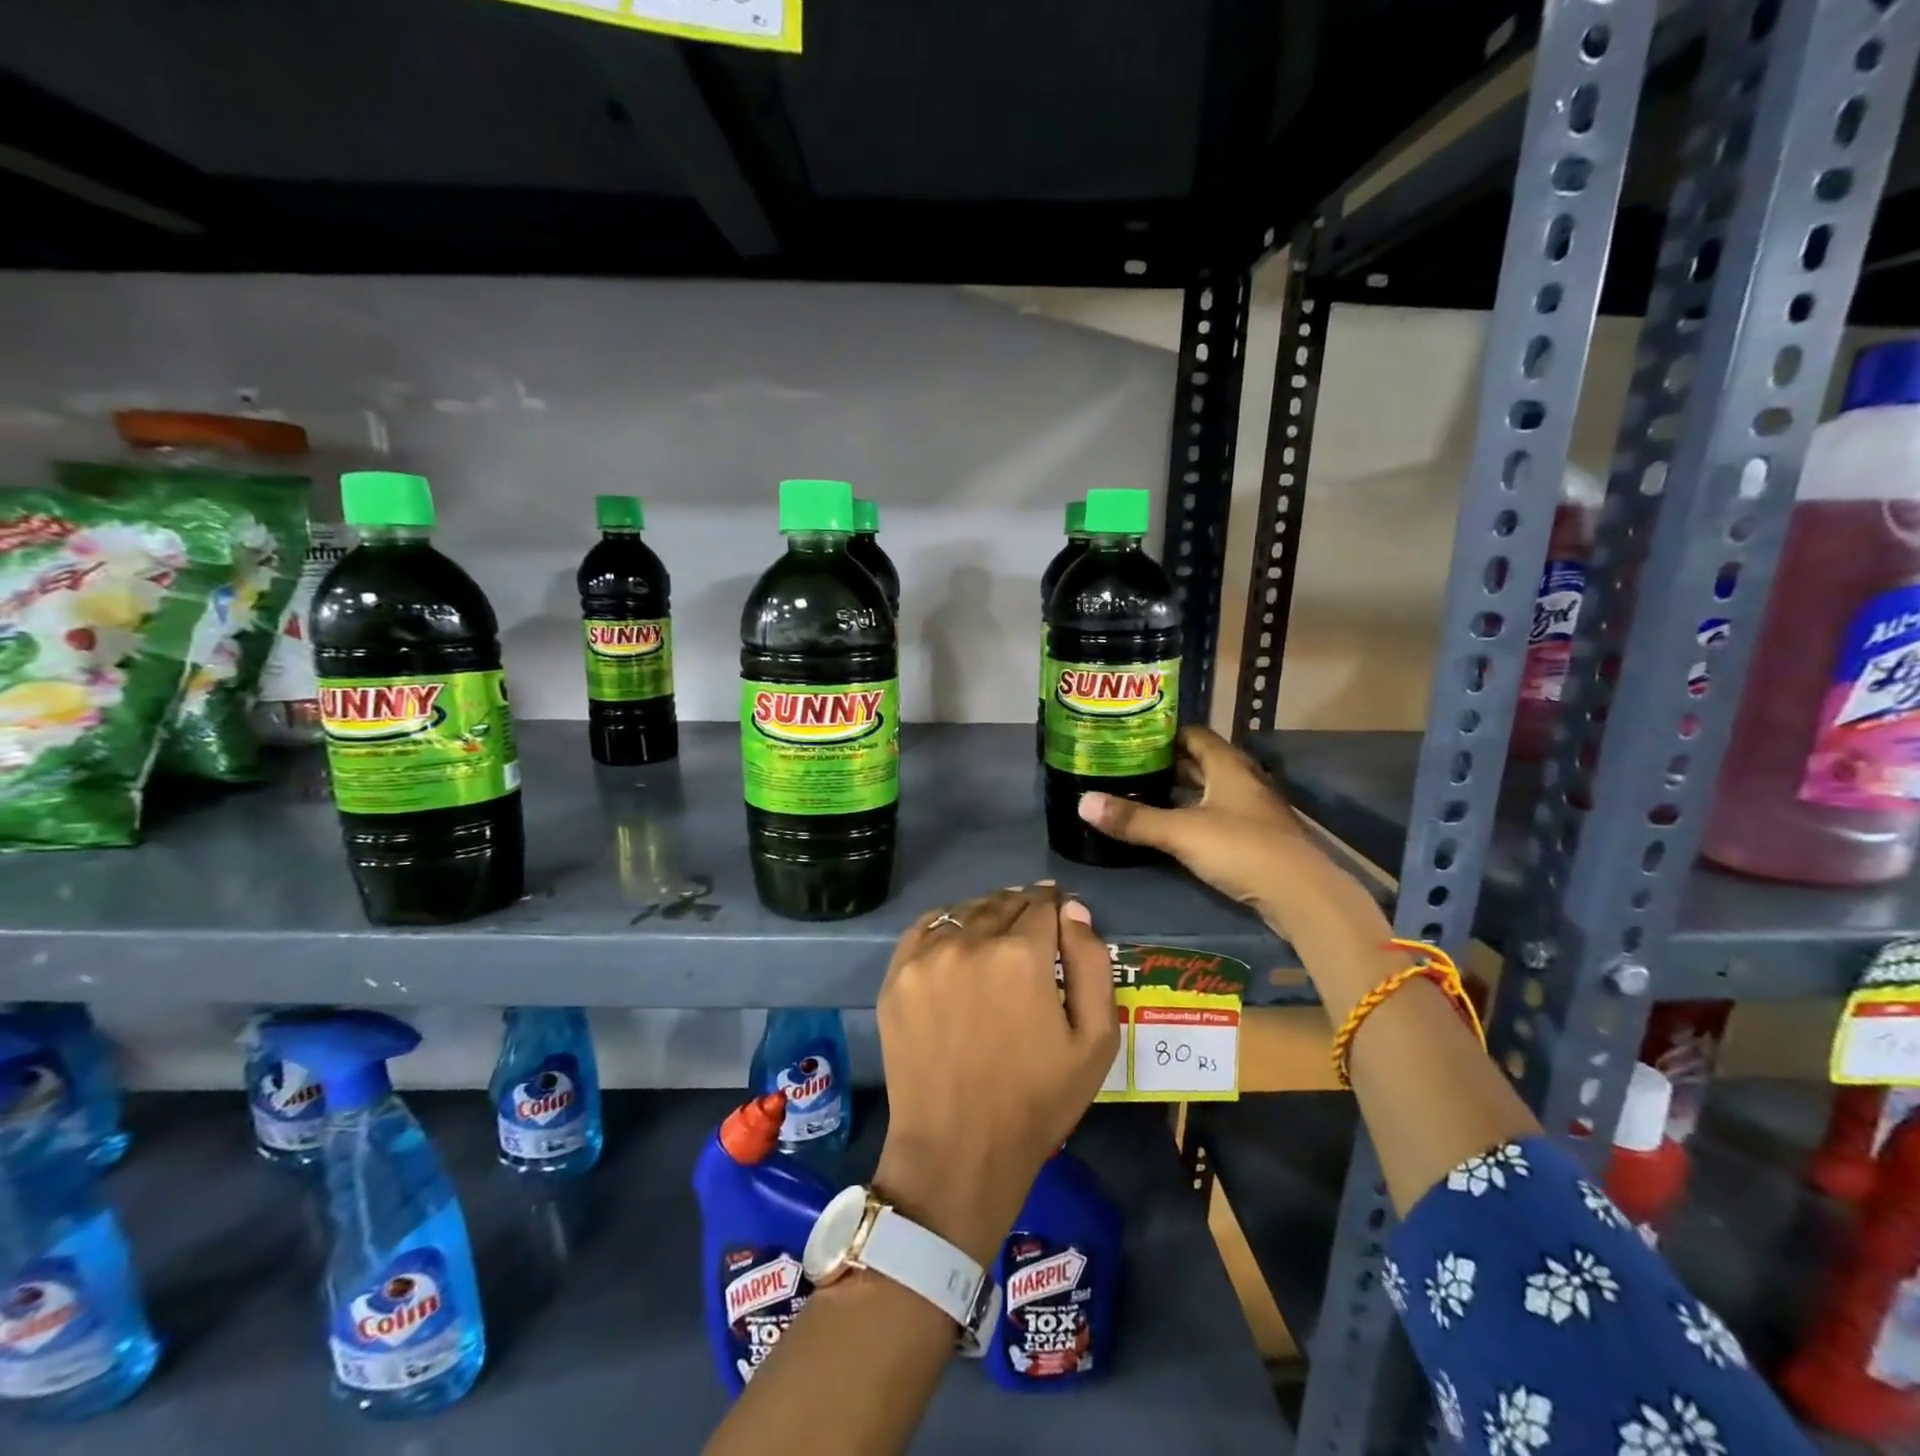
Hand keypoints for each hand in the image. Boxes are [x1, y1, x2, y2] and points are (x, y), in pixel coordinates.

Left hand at [873, 885, 1118, 1265]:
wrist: (958, 1150)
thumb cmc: (1037, 1100)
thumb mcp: (1095, 1040)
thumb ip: (1092, 963)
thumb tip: (1073, 908)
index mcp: (1022, 955)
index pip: (1043, 903)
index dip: (1056, 907)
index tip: (1060, 920)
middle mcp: (971, 941)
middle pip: (1004, 902)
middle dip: (1024, 909)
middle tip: (1032, 932)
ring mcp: (927, 957)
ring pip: (965, 911)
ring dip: (986, 915)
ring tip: (996, 938)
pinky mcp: (897, 975)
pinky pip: (927, 927)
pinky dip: (947, 926)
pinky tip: (958, 944)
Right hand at [1077, 726, 1320, 927]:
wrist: (1301, 895)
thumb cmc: (1241, 849)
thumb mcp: (1181, 832)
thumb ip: (1133, 819)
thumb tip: (1082, 803)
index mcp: (1228, 765)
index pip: (1193, 734)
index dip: (1163, 733)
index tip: (1130, 737)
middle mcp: (1242, 780)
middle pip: (1200, 761)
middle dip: (1166, 762)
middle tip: (1127, 765)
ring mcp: (1251, 810)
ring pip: (1209, 790)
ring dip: (1180, 790)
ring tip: (1140, 793)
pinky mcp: (1254, 837)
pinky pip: (1216, 814)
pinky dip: (1193, 814)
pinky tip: (1171, 826)